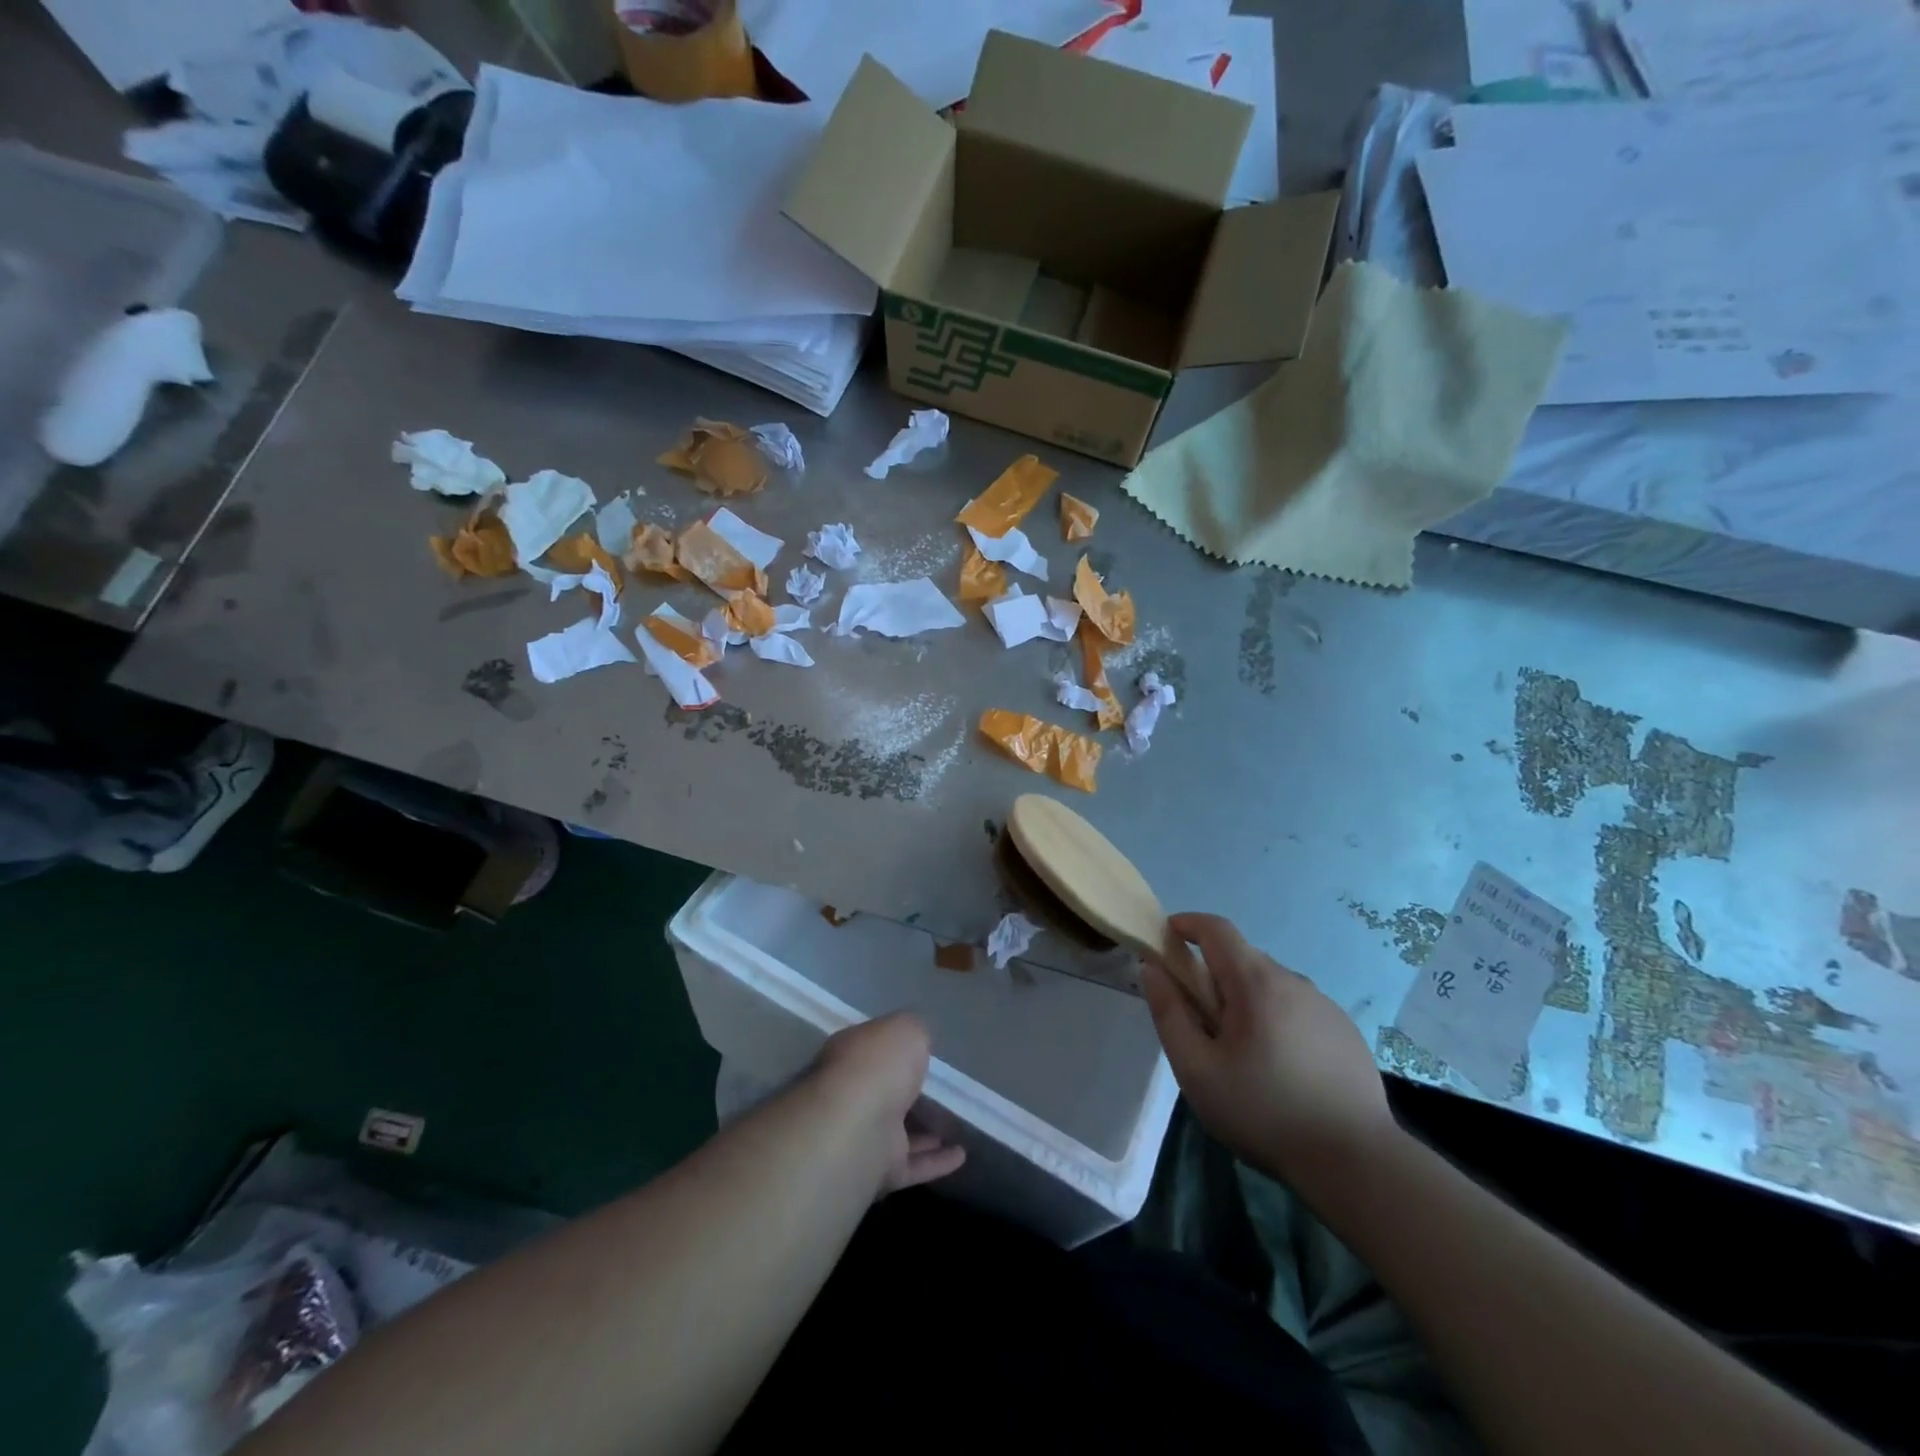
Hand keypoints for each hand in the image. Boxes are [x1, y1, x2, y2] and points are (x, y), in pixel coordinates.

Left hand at [814, 1013, 965, 1195]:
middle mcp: (851, 1094)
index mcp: (851, 1055)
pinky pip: (912, 1165)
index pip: (872, 1049)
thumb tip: (917, 1042)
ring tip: (955, 1123)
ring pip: (897, 1132)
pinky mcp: (878, 1171)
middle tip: (940, 1090)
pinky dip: (935, 1162)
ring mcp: (863, 1136)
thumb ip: (914, 1033)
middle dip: (906, 1092)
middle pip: (883, 1092)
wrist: (858, 1128)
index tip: (920, 1052)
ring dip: (924, 1131)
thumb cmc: (878, 1066)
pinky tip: (961, 1156)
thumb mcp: (905, 1029)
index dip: (894, 1049)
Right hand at [1142, 914, 1399, 1191]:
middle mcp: (1294, 981)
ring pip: (1271, 986)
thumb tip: (1152, 968)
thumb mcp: (1197, 1070)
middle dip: (1213, 974)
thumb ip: (1169, 1013)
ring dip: (1247, 1000)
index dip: (1187, 924)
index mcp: (1256, 982)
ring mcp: (1325, 1005)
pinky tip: (1281, 1067)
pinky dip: (1276, 1019)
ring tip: (1241, 1053)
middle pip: (1243, 958)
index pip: (1217, 929)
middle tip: (1200, 1020)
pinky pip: (1298, 1009)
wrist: (1356, 1163)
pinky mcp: (1346, 1031)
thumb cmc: (1264, 1113)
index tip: (1167, 937)